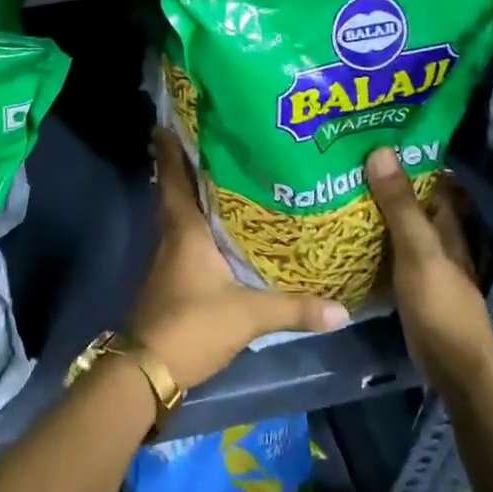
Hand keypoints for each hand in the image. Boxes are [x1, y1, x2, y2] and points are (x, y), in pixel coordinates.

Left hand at [128, 130, 349, 388]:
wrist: (148, 369)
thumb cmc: (192, 325)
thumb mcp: (248, 315)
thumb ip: (294, 308)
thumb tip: (343, 308)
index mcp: (184, 231)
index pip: (173, 180)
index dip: (169, 151)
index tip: (166, 122)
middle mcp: (172, 238)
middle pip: (176, 194)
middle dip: (185, 168)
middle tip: (208, 143)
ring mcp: (168, 261)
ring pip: (180, 217)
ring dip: (194, 198)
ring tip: (223, 180)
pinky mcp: (172, 281)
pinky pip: (185, 241)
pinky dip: (199, 228)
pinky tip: (220, 233)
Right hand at [364, 147, 492, 383]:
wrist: (453, 368)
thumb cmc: (440, 305)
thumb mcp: (418, 251)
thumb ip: (400, 206)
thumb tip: (380, 151)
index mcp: (447, 226)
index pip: (433, 181)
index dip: (411, 159)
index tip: (376, 137)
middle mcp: (438, 240)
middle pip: (413, 203)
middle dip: (386, 182)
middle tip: (345, 162)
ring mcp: (424, 264)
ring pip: (398, 227)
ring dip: (375, 211)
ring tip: (336, 190)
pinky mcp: (409, 285)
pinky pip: (387, 252)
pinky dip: (370, 240)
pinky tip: (344, 236)